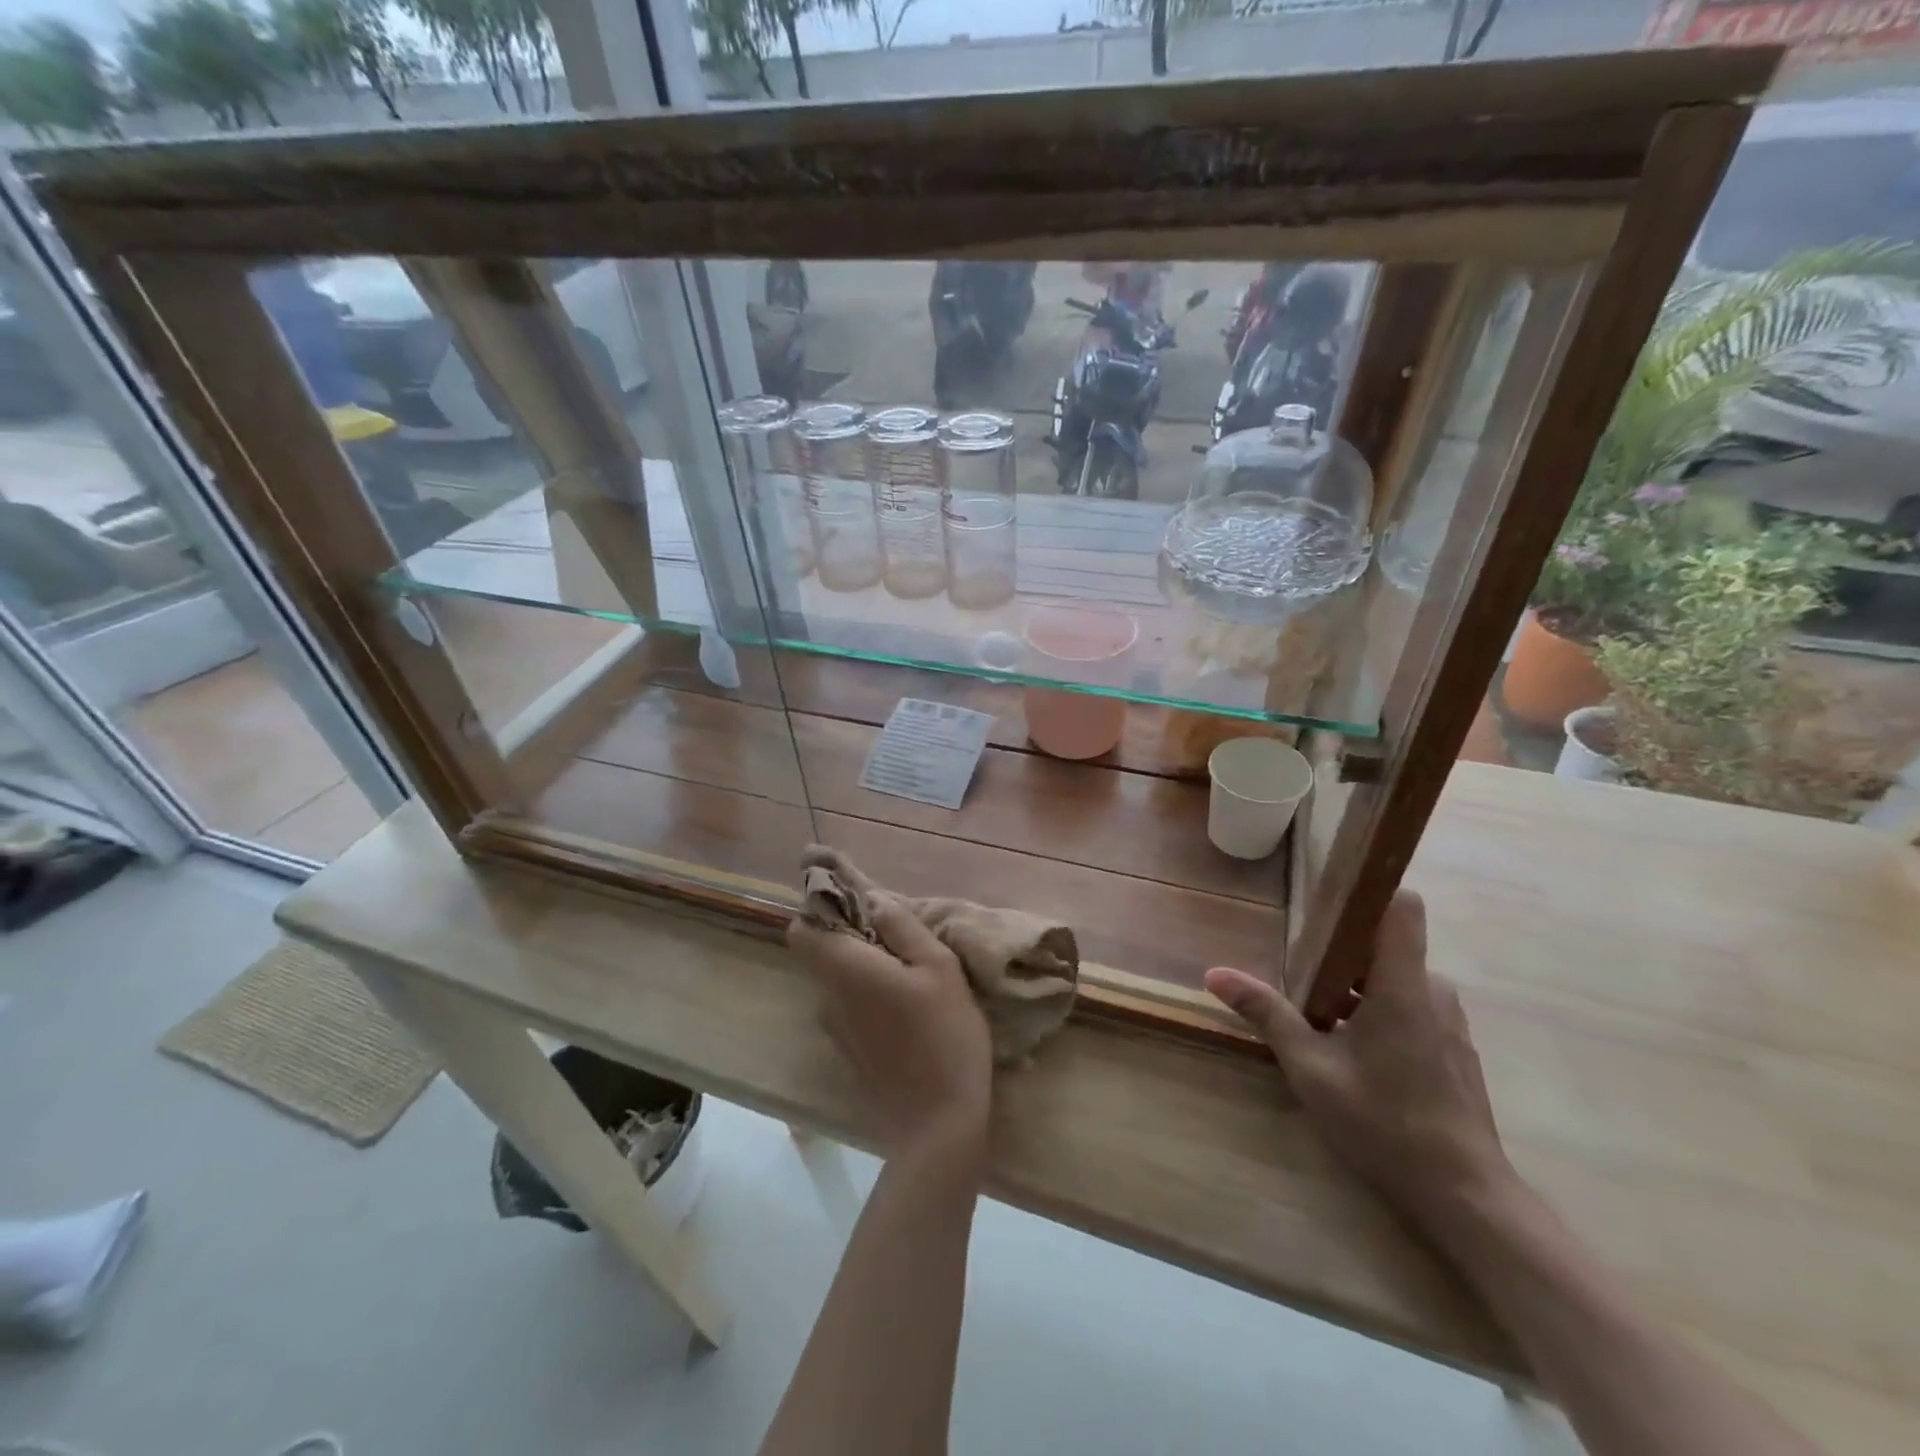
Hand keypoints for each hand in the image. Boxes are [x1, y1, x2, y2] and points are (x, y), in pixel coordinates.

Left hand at [788, 895, 992, 1158]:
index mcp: (845, 969)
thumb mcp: (939, 968)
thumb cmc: (944, 1035)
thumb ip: (903, 927)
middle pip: (817, 950)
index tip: (856, 900)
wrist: (938, 1124)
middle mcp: (827, 995)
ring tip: (907, 962)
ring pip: (834, 975)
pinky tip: (904, 999)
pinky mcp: (849, 1046)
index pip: (801, 928)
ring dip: (860, 959)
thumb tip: (874, 899)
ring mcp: (835, 1026)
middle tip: (893, 929)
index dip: (821, 908)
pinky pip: (846, 1000)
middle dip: (846, 930)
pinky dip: (865, 987)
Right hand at [1203, 891, 1512, 1223]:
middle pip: (1386, 943)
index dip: (1367, 890)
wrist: (1466, 1199)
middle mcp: (1434, 992)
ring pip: (1396, 977)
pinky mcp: (1453, 1048)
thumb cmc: (1385, 1124)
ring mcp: (1449, 1022)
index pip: (1401, 905)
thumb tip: (1215, 973)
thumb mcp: (1311, 1068)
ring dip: (1356, 985)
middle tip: (1297, 971)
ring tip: (1316, 1014)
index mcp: (1404, 985)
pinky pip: (1411, 1005)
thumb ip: (1266, 1014)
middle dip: (1341, 950)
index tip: (1324, 897)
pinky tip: (1351, 1049)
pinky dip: (1377, 1010)